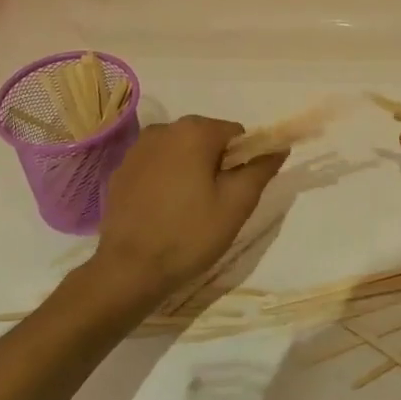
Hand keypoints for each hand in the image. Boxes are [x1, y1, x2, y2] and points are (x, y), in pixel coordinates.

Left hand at [91, 116, 286, 299]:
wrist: (128, 269)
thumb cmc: (189, 233)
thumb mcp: (237, 204)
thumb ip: (261, 169)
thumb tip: (279, 147)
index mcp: (194, 131)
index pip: (236, 133)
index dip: (244, 161)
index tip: (237, 192)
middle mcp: (163, 129)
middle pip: (207, 139)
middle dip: (217, 165)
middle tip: (216, 204)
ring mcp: (137, 149)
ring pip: (181, 152)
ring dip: (191, 171)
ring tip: (189, 209)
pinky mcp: (121, 171)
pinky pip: (157, 166)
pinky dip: (167, 180)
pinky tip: (165, 211)